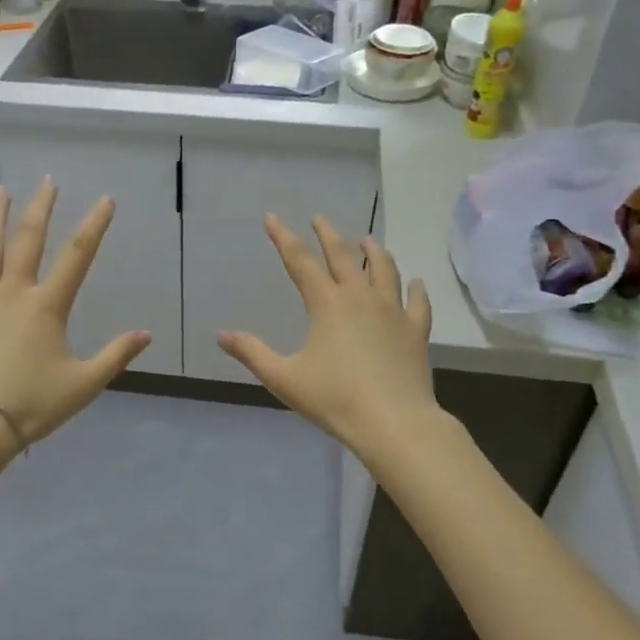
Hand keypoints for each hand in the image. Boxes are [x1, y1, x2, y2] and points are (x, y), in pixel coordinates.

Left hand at [0, 181, 151, 447]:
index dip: (95, 225)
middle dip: (41, 208)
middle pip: (29, 239)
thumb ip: (116, 356)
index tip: (105, 199)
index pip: (78, 256)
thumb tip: (146, 334)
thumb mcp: (84, 384)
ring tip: (1, 191)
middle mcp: (13, 292)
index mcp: (48, 306)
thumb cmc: (33, 405)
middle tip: (47, 181)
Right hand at [217, 215, 442, 458]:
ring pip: (384, 269)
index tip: (272, 218)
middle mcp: (360, 297)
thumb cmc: (334, 399)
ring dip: (374, 252)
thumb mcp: (284, 378)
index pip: (300, 261)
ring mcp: (393, 311)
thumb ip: (252, 353)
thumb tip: (221, 335)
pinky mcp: (416, 330)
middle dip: (328, 234)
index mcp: (327, 304)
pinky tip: (416, 283)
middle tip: (319, 219)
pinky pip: (417, 302)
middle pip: (343, 255)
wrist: (394, 422)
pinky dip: (416, 289)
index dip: (283, 237)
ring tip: (368, 240)